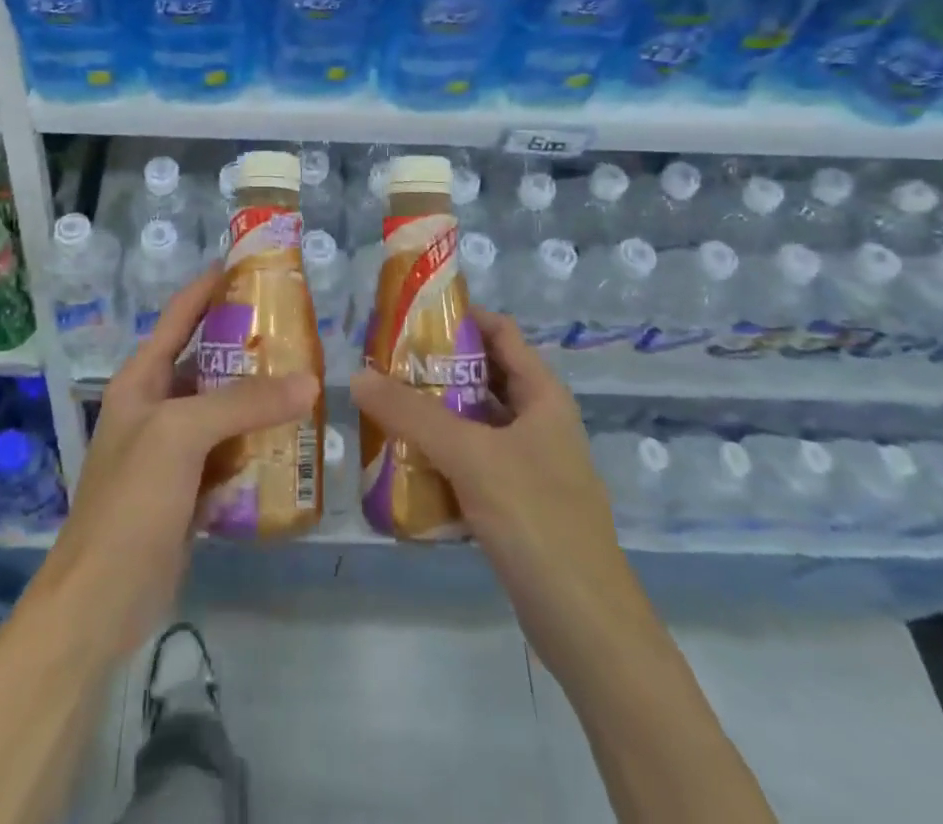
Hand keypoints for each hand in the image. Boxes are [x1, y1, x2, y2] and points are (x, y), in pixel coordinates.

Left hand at [40, 266, 318, 656]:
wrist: (101, 599)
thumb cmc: (131, 500)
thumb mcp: (182, 435)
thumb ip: (244, 403)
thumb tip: (310, 382)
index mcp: (142, 378)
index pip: (180, 315)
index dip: (212, 286)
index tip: (254, 267)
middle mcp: (156, 405)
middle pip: (208, 362)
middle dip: (250, 347)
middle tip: (302, 332)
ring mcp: (172, 450)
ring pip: (224, 409)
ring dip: (260, 399)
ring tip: (309, 383)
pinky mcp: (189, 489)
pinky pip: (230, 453)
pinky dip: (258, 445)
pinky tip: (294, 443)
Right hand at [349, 310, 627, 649]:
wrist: (586, 626)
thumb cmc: (536, 519)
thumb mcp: (470, 456)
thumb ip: (411, 414)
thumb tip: (356, 375)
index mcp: (542, 394)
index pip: (499, 332)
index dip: (458, 317)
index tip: (407, 317)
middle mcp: (537, 420)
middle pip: (482, 375)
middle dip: (434, 368)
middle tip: (382, 364)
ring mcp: (528, 463)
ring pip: (473, 421)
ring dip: (433, 413)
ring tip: (382, 406)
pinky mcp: (516, 501)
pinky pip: (471, 461)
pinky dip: (440, 454)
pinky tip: (402, 460)